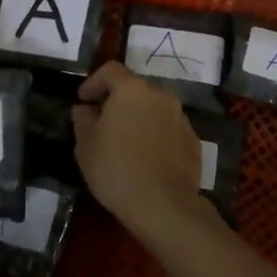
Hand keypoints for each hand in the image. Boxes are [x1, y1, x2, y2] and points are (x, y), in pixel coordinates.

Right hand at [71, 62, 208, 243]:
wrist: (164, 206)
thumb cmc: (116, 170)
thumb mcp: (86, 147)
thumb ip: (83, 120)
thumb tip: (85, 108)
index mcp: (132, 90)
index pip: (111, 70)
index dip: (93, 82)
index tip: (83, 100)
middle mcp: (160, 95)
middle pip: (134, 89)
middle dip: (116, 101)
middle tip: (102, 123)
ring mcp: (181, 117)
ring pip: (153, 109)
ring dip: (138, 118)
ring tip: (125, 143)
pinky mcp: (193, 139)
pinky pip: (168, 128)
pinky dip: (155, 135)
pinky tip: (146, 159)